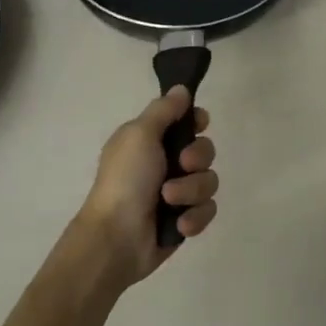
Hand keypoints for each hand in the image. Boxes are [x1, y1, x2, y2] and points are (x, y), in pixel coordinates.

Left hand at [76, 87, 218, 287]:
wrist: (117, 237)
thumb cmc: (125, 180)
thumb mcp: (139, 134)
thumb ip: (163, 110)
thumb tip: (181, 88)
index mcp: (150, 141)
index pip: (185, 122)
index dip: (196, 121)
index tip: (199, 123)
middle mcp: (165, 164)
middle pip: (205, 150)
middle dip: (198, 158)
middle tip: (182, 164)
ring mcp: (177, 194)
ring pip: (209, 182)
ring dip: (191, 191)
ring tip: (170, 201)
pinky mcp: (185, 220)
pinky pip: (208, 210)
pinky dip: (194, 217)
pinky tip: (178, 224)